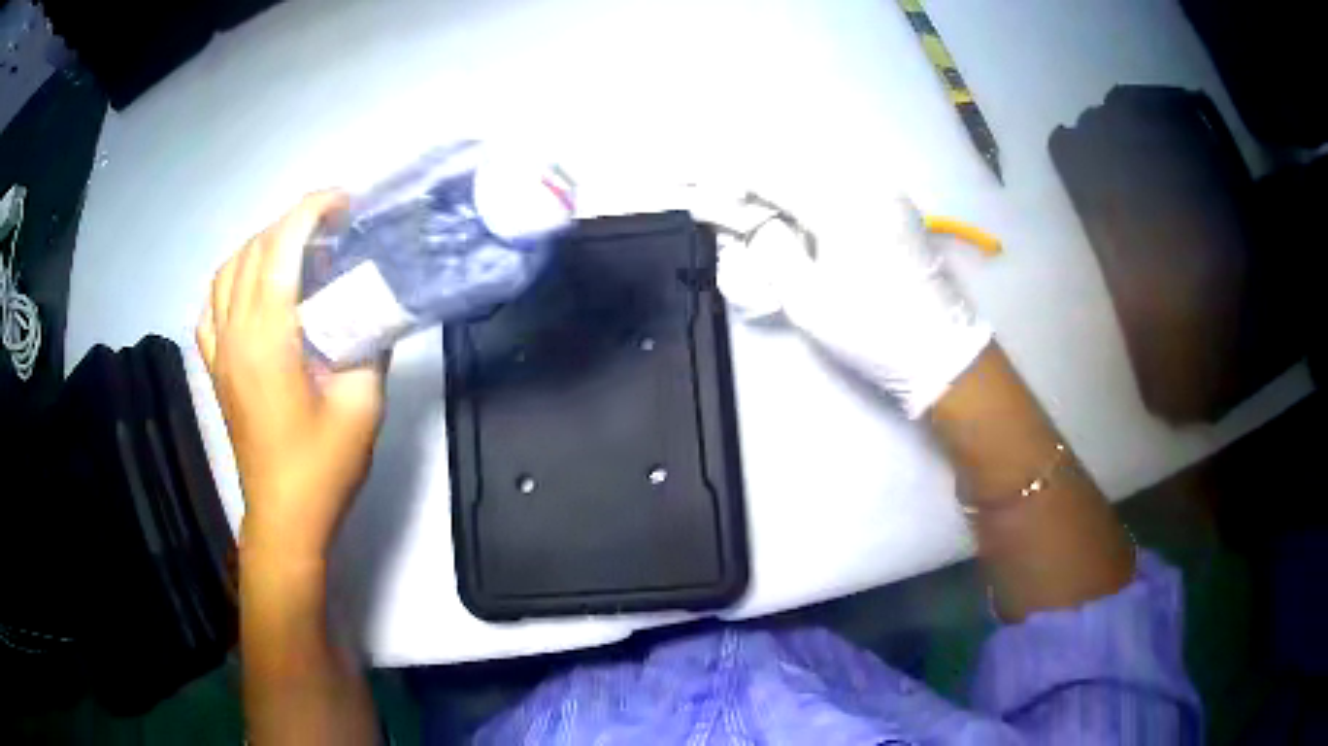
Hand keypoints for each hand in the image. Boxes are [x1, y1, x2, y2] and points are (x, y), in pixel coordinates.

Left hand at [197, 192, 384, 563]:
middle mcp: (234, 333)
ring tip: (294, 249)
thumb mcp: (362, 405)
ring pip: (226, 272)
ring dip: (260, 245)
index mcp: (268, 337)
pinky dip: (230, 280)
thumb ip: (371, 346)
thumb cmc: (323, 466)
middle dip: (292, 222)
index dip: (311, 210)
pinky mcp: (215, 369)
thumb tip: (378, 307)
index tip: (345, 201)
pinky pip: (210, 307)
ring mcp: (219, 351)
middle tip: (332, 226)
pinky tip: (252, 287)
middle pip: (253, 250)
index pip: (280, 246)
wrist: (286, 517)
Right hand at [697, 188, 992, 417]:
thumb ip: (770, 247)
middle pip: (793, 163)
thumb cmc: (874, 331)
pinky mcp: (895, 208)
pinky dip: (808, 192)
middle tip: (719, 194)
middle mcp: (865, 184)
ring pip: (817, 172)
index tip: (694, 181)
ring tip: (749, 202)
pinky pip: (841, 185)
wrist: (942, 352)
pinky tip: (792, 210)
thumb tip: (750, 218)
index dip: (727, 176)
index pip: (770, 173)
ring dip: (779, 183)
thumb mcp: (808, 299)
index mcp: (842, 203)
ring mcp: (886, 193)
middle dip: (751, 175)